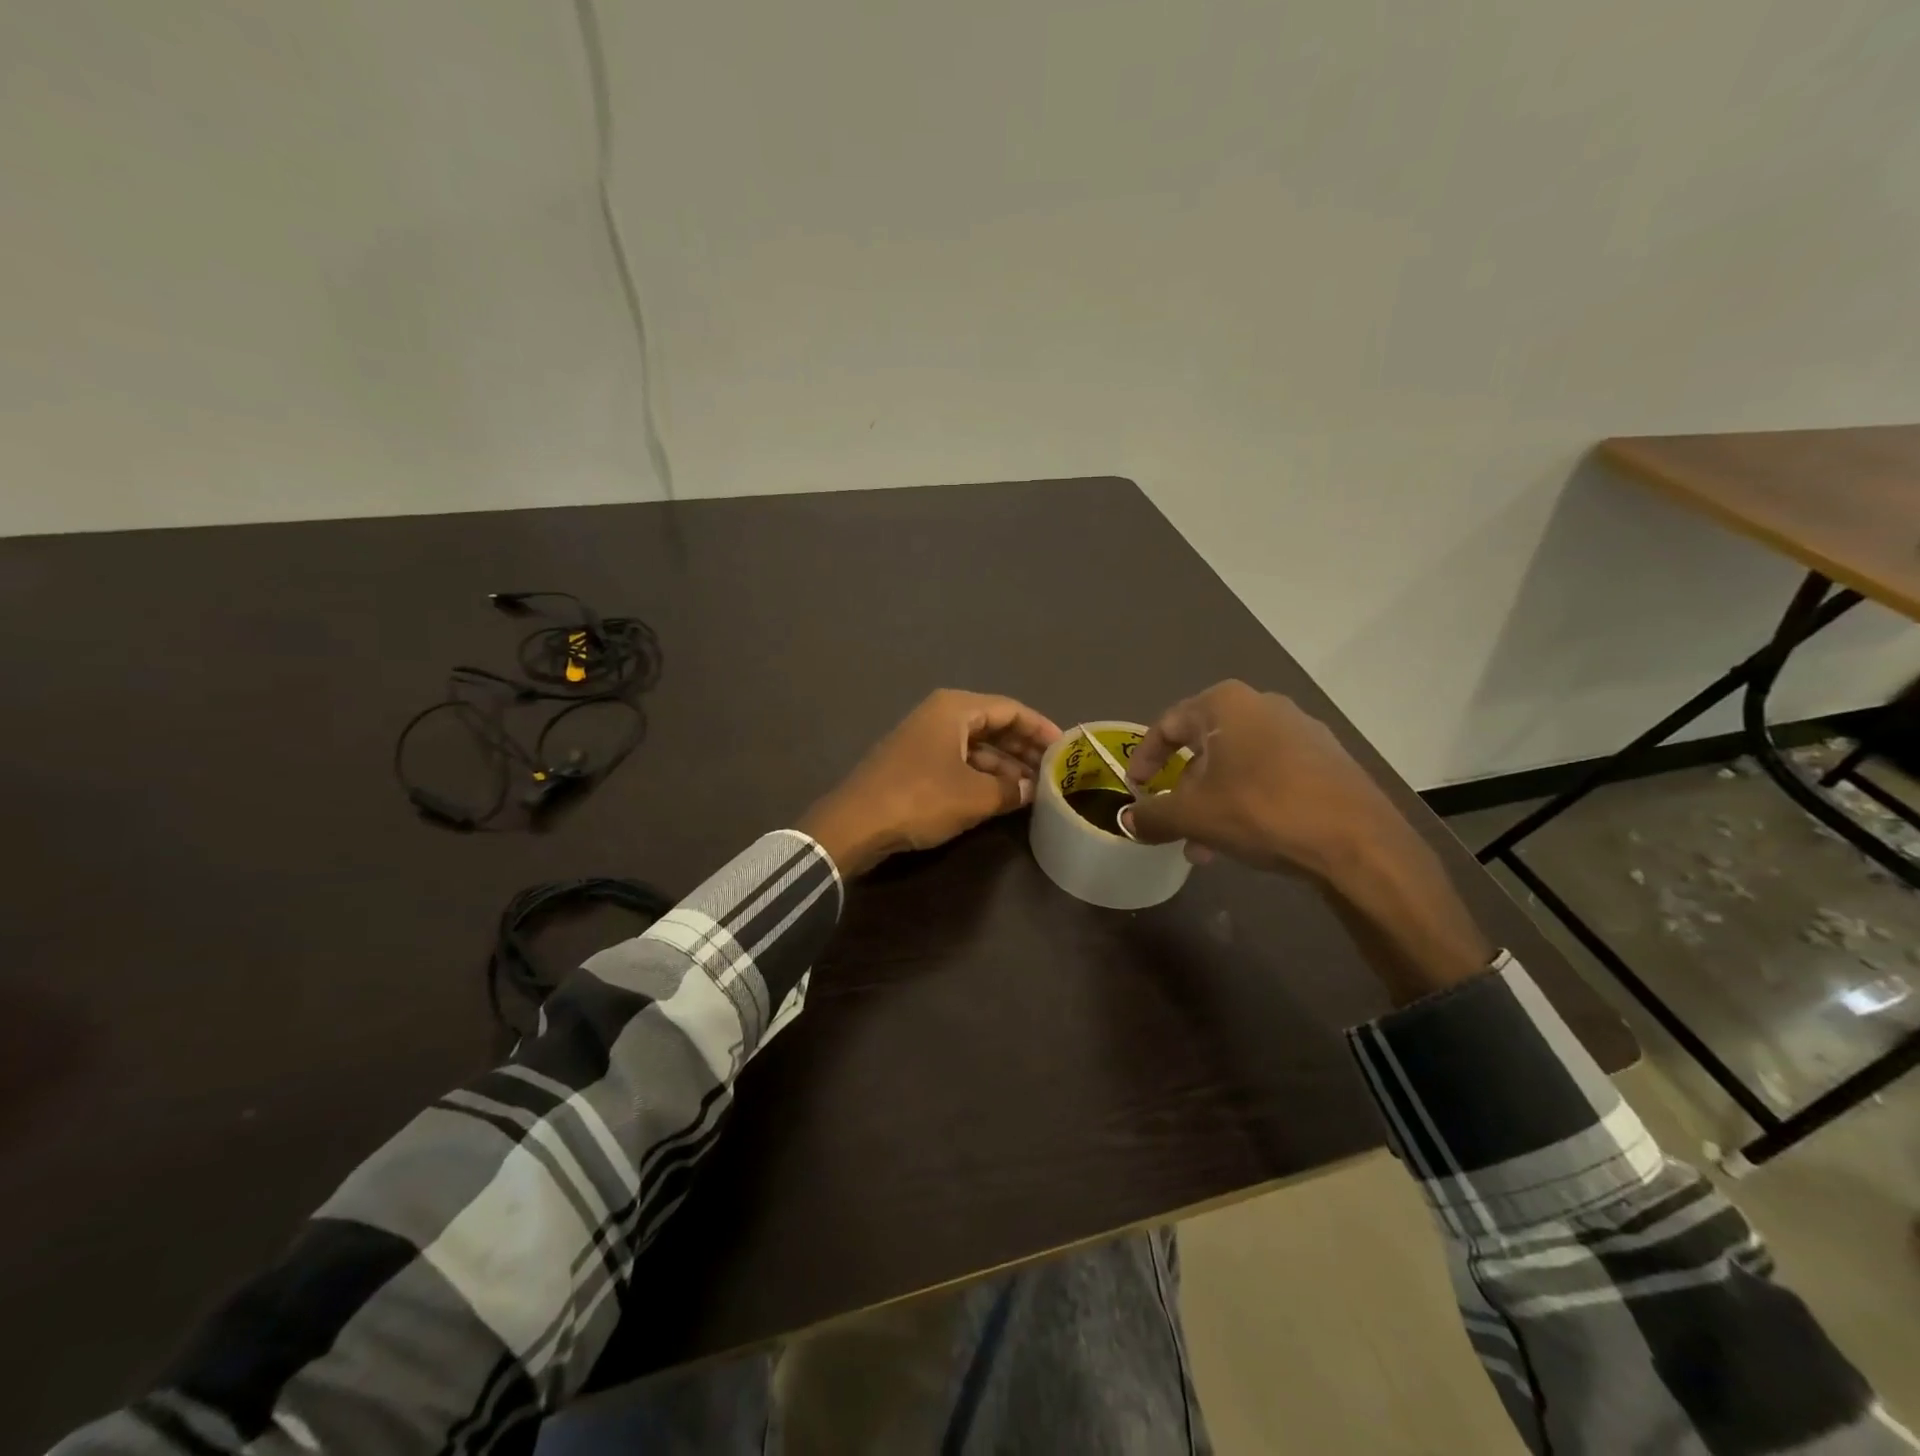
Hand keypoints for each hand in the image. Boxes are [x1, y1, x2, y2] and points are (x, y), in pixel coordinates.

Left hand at [798, 689, 1062, 876]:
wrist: (855, 823)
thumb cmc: (920, 798)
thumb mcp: (975, 796)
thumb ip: (1010, 790)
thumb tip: (1032, 790)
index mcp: (956, 709)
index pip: (1011, 709)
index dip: (1041, 729)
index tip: (1066, 749)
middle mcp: (941, 715)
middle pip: (994, 725)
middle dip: (1024, 748)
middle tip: (1053, 771)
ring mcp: (924, 739)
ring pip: (977, 746)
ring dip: (1004, 766)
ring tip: (1033, 789)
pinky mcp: (914, 763)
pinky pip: (959, 761)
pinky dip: (982, 776)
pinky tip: (1001, 797)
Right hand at [1126, 681, 1491, 1001]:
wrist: (1358, 842)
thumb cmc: (1261, 811)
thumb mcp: (1193, 816)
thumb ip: (1153, 815)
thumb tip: (1128, 821)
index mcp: (1225, 703)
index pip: (1167, 725)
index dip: (1145, 760)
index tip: (1136, 790)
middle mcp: (1263, 704)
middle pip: (1204, 747)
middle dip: (1184, 790)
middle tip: (1173, 824)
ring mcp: (1301, 729)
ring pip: (1237, 765)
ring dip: (1214, 802)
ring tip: (1206, 846)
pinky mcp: (1327, 758)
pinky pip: (1270, 774)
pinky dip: (1247, 800)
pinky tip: (1247, 838)